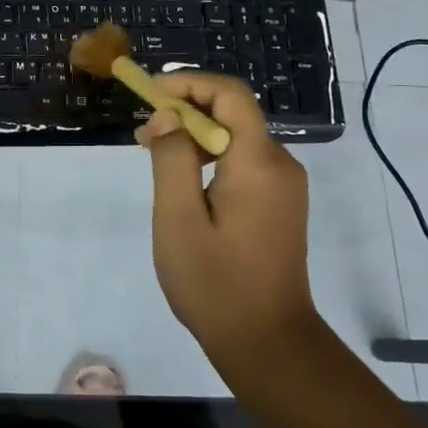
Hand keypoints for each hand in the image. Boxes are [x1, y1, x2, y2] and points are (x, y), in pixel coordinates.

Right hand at [135, 72, 315, 364]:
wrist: (269, 344)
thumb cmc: (216, 283)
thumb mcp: (179, 219)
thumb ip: (172, 158)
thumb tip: (169, 116)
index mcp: (259, 162)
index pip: (230, 94)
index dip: (189, 83)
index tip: (150, 94)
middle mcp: (280, 164)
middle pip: (233, 113)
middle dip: (185, 111)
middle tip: (142, 136)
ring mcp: (285, 185)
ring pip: (236, 137)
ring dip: (195, 136)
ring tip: (154, 157)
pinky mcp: (280, 204)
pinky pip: (243, 161)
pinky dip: (210, 158)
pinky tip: (183, 183)